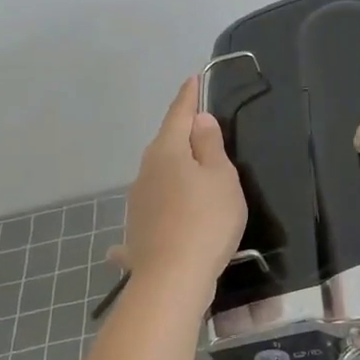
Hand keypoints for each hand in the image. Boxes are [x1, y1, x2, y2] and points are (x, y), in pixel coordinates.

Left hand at [122, 78, 246, 291]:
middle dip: (183, 135)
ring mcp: (138, 202)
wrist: (172, 279)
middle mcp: (146, 171)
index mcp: (168, 152)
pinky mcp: (139, 229)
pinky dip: (164, 206)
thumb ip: (210, 146)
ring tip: (196, 175)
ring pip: (160, 175)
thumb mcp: (221, 177)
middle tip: (203, 129)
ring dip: (176, 170)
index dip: (189, 97)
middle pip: (166, 144)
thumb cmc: (206, 220)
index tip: (194, 79)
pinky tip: (164, 220)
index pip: (179, 114)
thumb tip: (199, 121)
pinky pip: (155, 209)